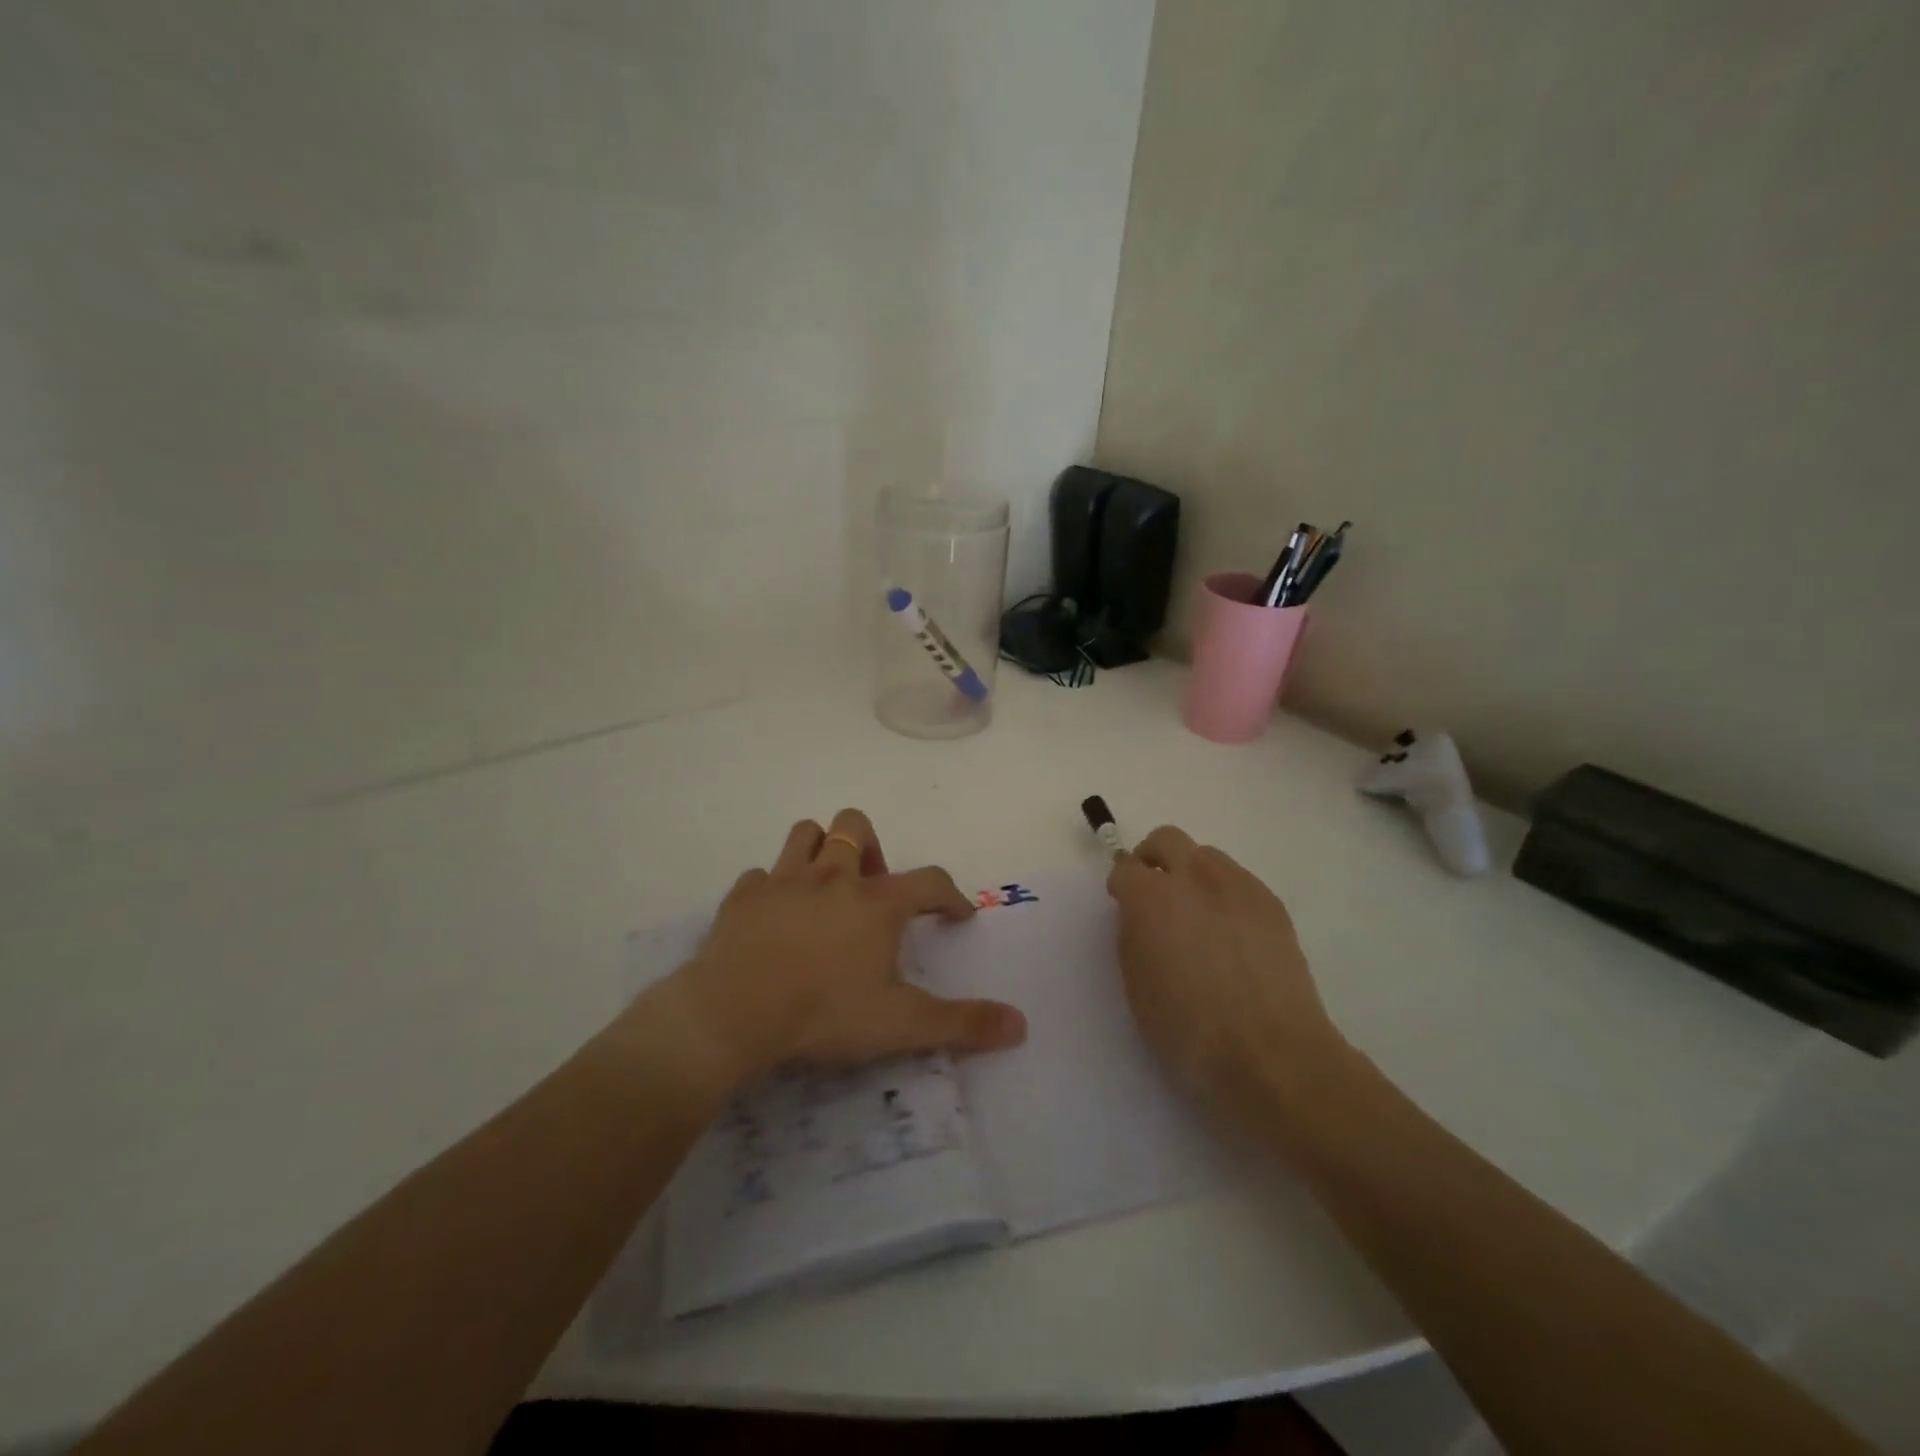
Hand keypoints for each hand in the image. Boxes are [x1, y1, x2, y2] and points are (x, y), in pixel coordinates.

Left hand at [662, 809, 1027, 1086]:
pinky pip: (760, 876)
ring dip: (820, 850)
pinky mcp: (742, 897)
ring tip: (826, 886)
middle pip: (856, 827)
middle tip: (873, 888)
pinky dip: (773, 889)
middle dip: (872, 847)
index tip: (958, 914)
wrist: (732, 1013)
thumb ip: (962, 1023)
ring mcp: (783, 882)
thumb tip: (1021, 1024)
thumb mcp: (901, 1025)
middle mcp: (833, 877)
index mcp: (876, 903)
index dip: (950, 895)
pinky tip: (774, 916)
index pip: (930, 882)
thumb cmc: (824, 1013)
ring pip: (805, 834)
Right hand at [1107, 826, 1352, 1128]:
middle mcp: (1194, 878)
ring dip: (1191, 872)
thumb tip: (1139, 917)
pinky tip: (1230, 932)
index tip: (1123, 905)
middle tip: (1153, 894)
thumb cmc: (1191, 1032)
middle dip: (1153, 859)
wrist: (1274, 1056)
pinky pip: (1238, 879)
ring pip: (1206, 855)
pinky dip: (1224, 892)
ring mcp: (1239, 886)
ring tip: (1196, 914)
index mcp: (1152, 898)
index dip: (1120, 886)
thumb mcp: (1138, 987)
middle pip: (1166, 840)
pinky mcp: (1271, 903)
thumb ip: (1132, 938)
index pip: (1124, 868)